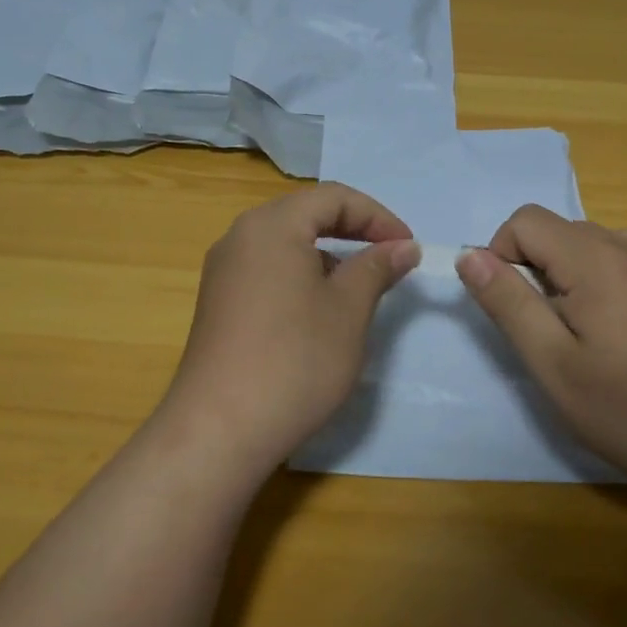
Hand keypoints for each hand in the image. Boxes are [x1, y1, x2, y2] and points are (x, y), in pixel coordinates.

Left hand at [155, 182, 419, 476]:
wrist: (220, 429)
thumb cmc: (295, 360)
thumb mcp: (348, 310)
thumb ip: (377, 268)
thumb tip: (404, 246)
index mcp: (271, 225)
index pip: (333, 197)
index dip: (377, 216)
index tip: (409, 247)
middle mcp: (240, 237)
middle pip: (305, 214)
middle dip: (353, 232)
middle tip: (390, 260)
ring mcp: (223, 271)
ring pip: (286, 244)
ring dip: (328, 256)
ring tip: (359, 290)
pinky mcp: (218, 303)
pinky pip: (267, 270)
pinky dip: (301, 277)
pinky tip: (319, 313)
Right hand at [456, 206, 626, 484]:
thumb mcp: (552, 364)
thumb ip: (508, 303)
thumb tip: (468, 255)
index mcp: (596, 258)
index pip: (525, 221)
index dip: (502, 257)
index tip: (515, 311)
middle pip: (554, 231)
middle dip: (533, 271)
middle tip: (549, 335)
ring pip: (582, 243)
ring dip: (564, 276)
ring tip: (582, 335)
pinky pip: (615, 253)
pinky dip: (596, 275)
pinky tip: (612, 320)